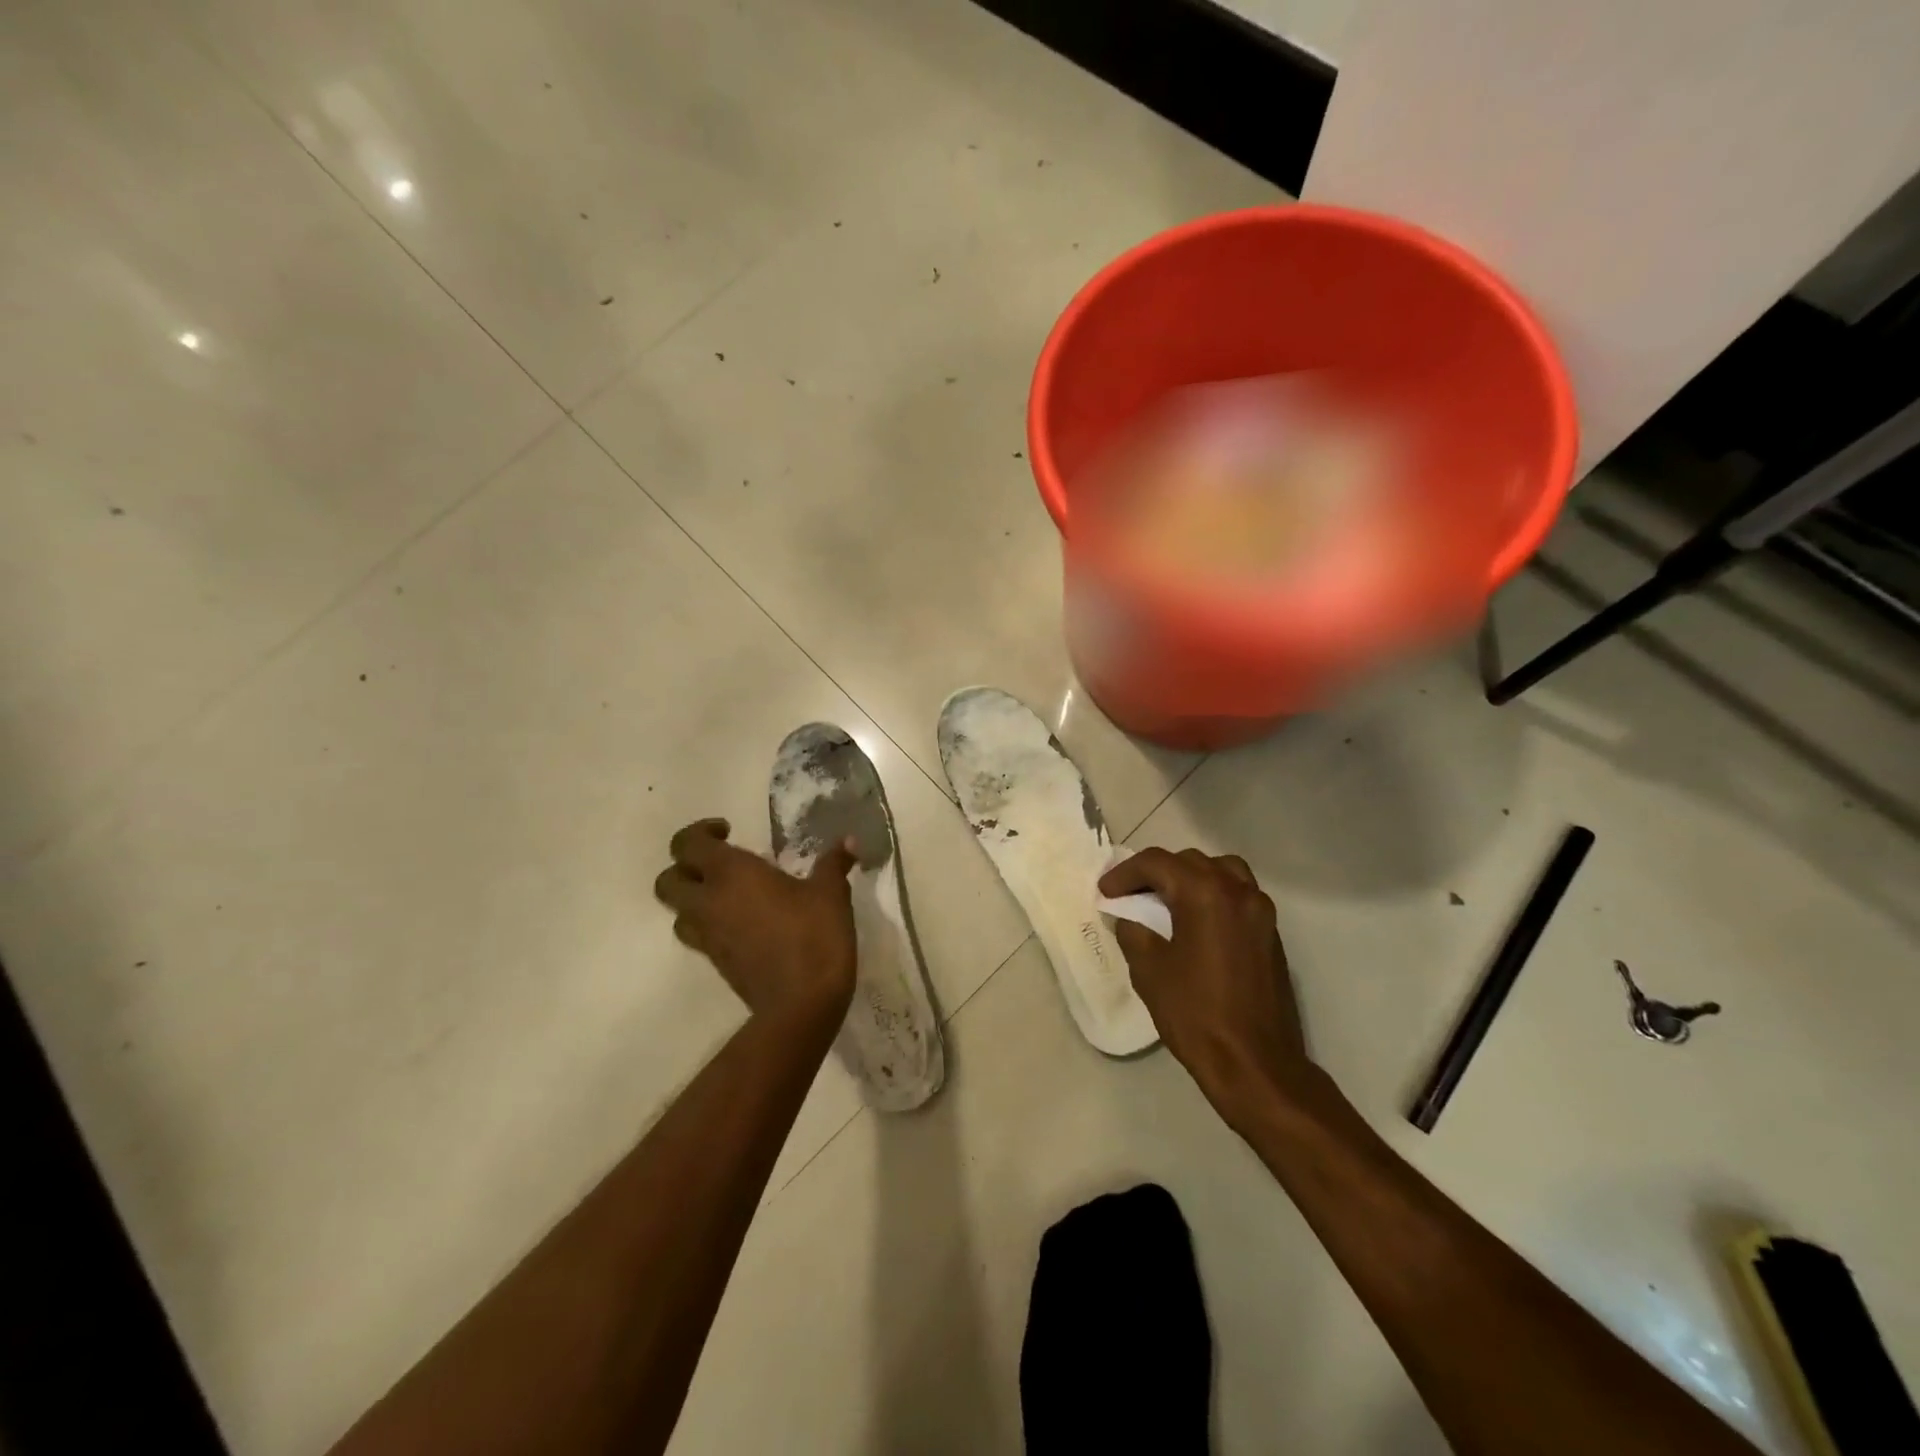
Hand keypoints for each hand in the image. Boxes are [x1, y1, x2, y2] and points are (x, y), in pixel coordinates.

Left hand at [653, 819, 857, 1027]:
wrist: (801, 1004)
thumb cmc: (814, 935)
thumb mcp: (831, 893)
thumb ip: (834, 862)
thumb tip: (849, 840)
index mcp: (731, 873)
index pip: (688, 844)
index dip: (700, 831)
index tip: (728, 831)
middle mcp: (709, 902)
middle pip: (667, 880)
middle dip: (685, 867)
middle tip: (721, 863)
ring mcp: (708, 936)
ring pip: (678, 912)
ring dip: (694, 899)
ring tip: (729, 894)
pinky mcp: (716, 963)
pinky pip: (698, 935)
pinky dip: (711, 924)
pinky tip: (744, 923)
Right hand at [1098, 848, 1313, 1122]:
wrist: (1255, 1063)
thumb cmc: (1196, 1014)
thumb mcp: (1149, 971)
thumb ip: (1134, 932)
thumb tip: (1129, 917)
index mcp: (1205, 894)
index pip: (1157, 863)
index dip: (1125, 873)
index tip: (1105, 892)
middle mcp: (1237, 891)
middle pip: (1190, 861)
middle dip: (1156, 873)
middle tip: (1130, 895)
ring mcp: (1259, 910)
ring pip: (1221, 871)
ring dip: (1189, 878)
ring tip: (1166, 902)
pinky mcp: (1270, 933)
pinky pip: (1238, 894)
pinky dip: (1213, 895)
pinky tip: (1195, 923)